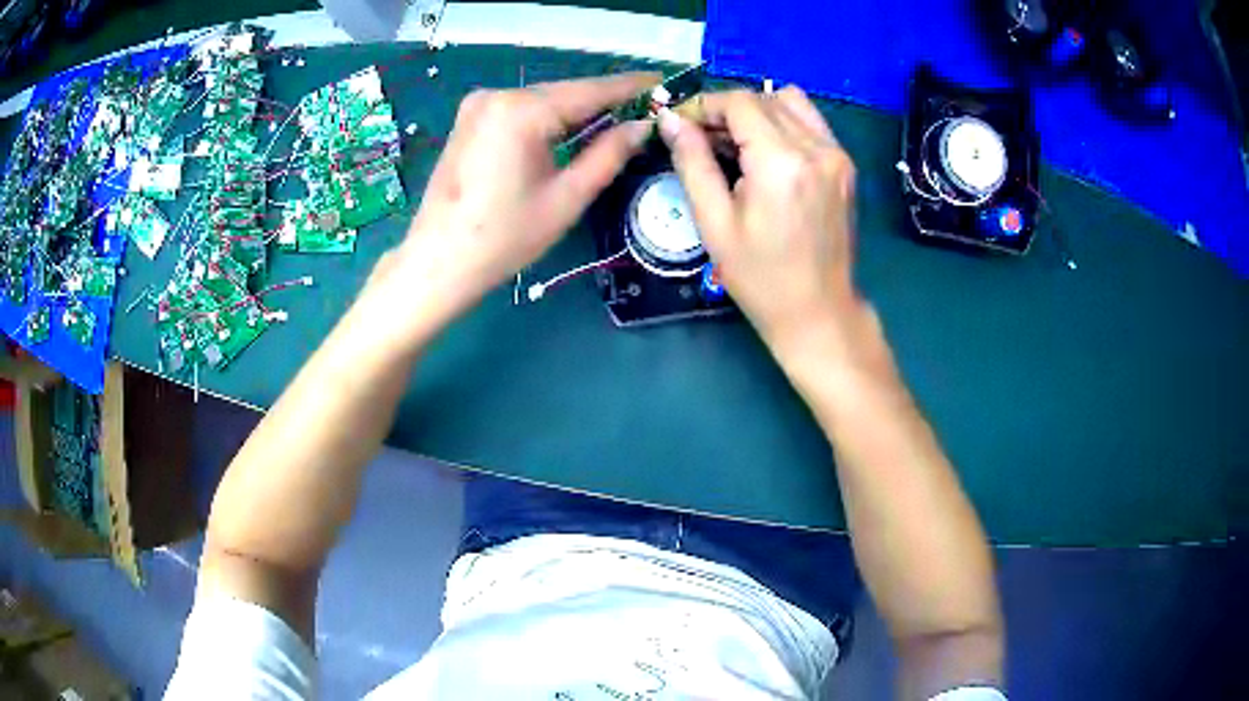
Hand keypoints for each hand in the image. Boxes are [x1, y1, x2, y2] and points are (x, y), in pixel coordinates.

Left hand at [366, 73, 658, 338]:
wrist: (438, 261)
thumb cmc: (504, 237)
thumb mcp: (567, 198)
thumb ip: (609, 155)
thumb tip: (643, 125)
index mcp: (522, 110)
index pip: (590, 90)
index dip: (632, 88)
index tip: (665, 82)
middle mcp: (498, 94)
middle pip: (566, 92)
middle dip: (606, 101)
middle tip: (647, 110)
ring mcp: (479, 104)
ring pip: (544, 100)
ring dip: (579, 110)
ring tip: (619, 120)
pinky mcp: (470, 118)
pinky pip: (522, 110)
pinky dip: (550, 118)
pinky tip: (573, 130)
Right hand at [659, 87, 866, 358]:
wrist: (818, 311)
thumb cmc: (760, 277)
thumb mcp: (714, 223)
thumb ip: (692, 162)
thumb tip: (670, 119)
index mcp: (782, 163)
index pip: (740, 102)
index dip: (704, 105)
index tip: (681, 124)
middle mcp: (816, 148)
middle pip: (764, 97)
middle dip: (726, 109)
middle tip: (702, 139)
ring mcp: (837, 154)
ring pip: (790, 101)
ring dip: (756, 111)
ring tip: (735, 144)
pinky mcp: (845, 164)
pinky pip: (810, 121)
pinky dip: (782, 123)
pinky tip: (765, 153)